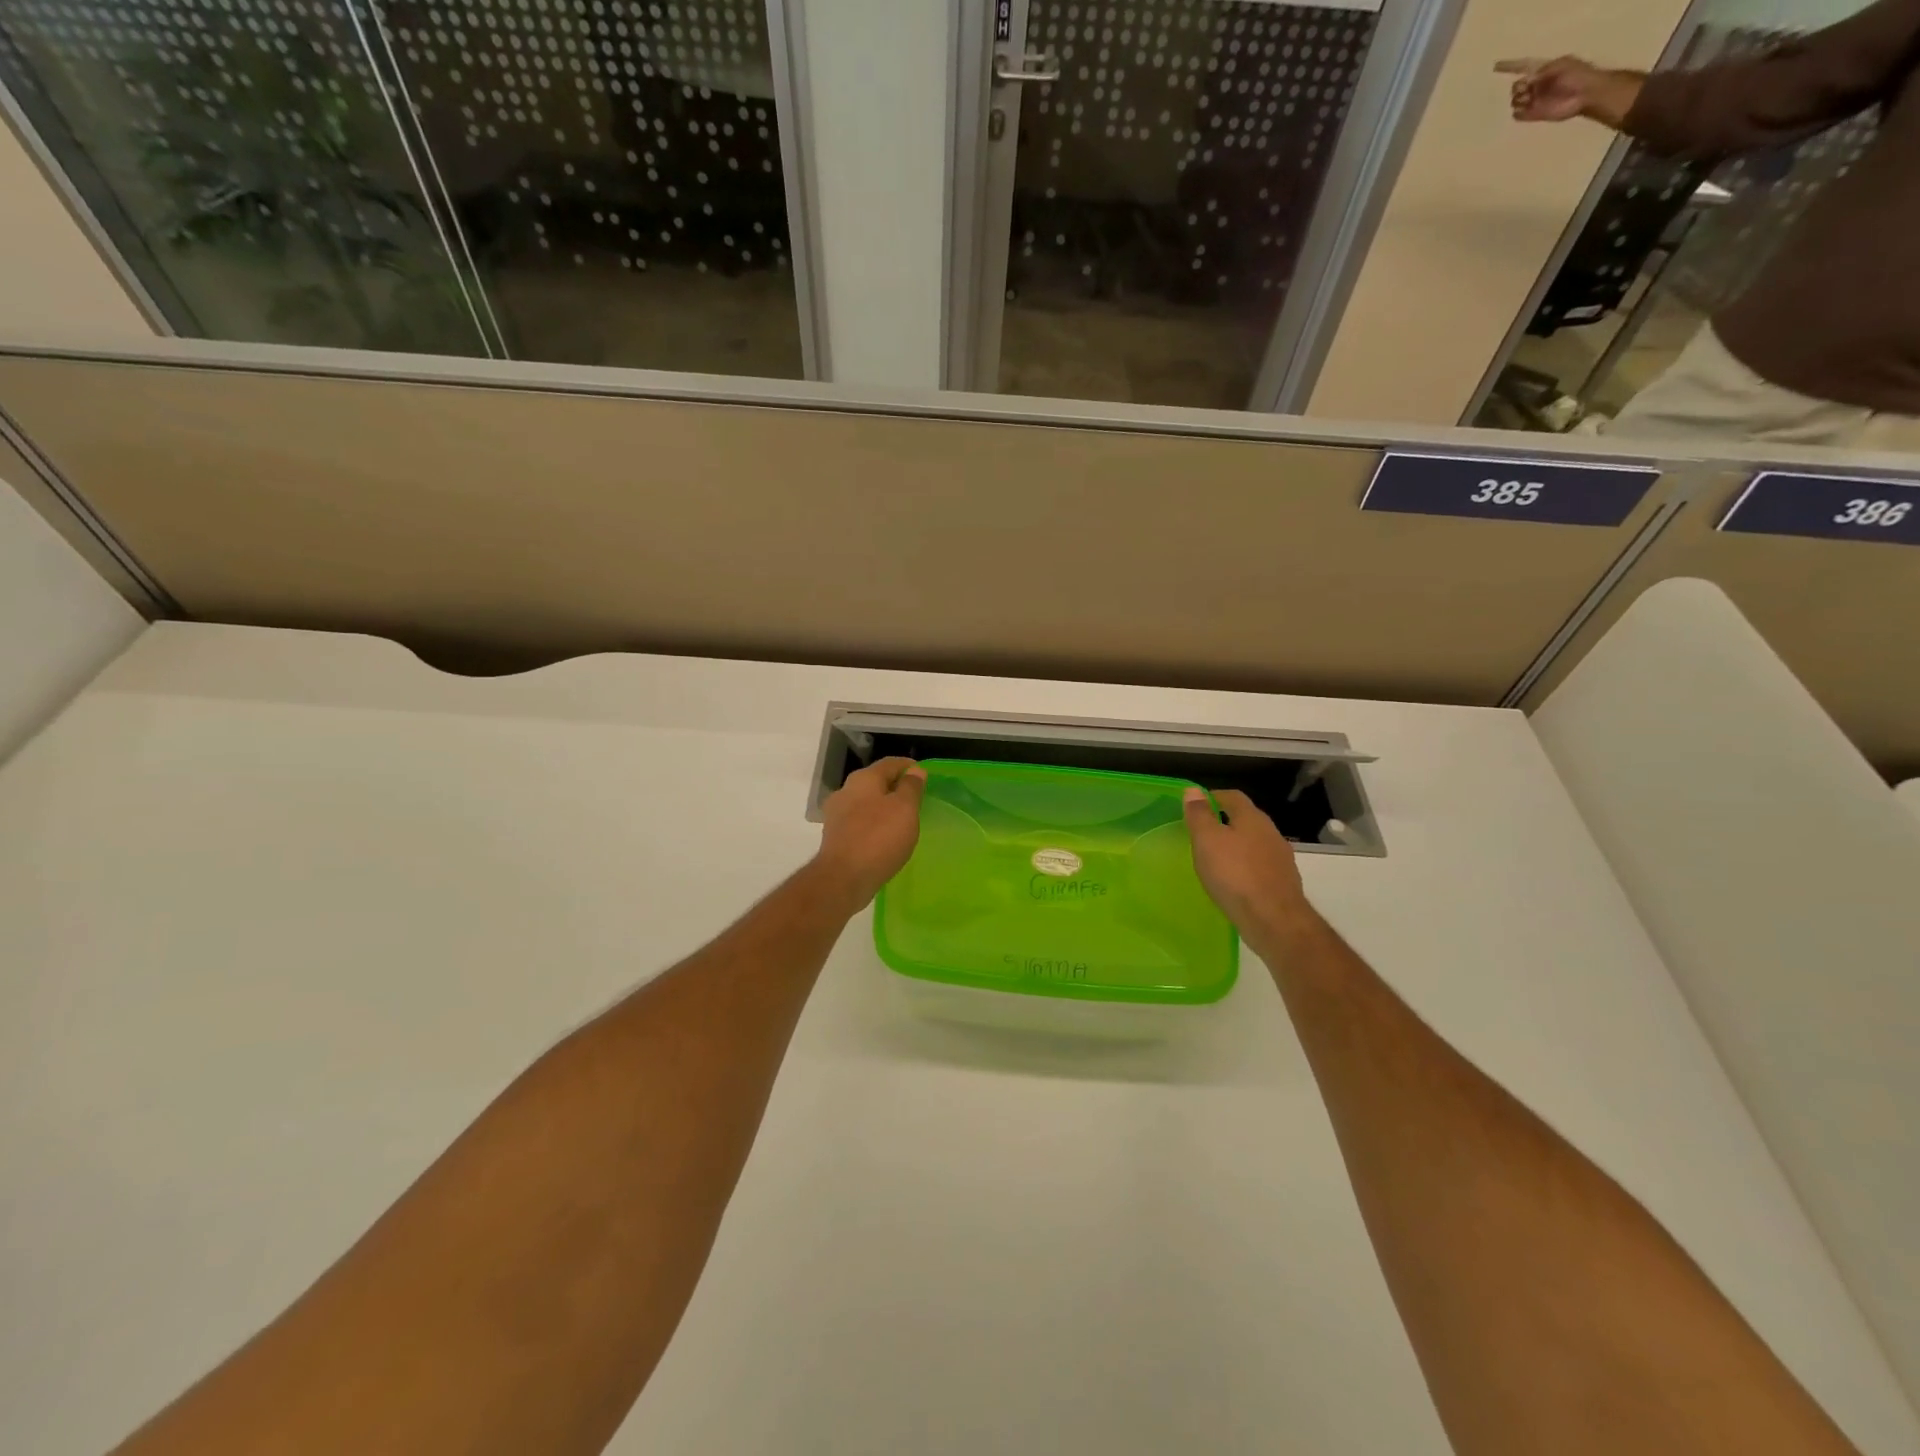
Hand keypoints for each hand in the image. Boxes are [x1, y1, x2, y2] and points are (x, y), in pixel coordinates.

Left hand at [813, 757, 927, 911]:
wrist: (843, 878)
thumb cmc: (879, 838)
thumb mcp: (905, 809)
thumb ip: (911, 787)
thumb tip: (915, 770)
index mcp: (863, 779)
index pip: (890, 763)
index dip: (908, 766)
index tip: (923, 774)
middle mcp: (845, 791)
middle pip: (875, 782)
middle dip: (894, 787)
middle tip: (915, 798)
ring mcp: (836, 815)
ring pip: (865, 803)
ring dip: (883, 807)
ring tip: (902, 819)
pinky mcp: (835, 837)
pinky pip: (859, 823)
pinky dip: (873, 824)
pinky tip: (884, 837)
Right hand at [1181, 788, 1315, 949]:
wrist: (1274, 920)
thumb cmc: (1234, 875)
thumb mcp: (1207, 841)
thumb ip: (1199, 815)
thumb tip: (1193, 790)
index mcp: (1252, 818)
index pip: (1232, 796)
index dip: (1213, 797)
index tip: (1195, 806)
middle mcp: (1271, 833)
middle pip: (1246, 819)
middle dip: (1225, 822)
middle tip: (1202, 833)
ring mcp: (1281, 858)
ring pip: (1255, 843)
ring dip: (1237, 846)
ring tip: (1216, 858)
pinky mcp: (1284, 882)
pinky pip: (1260, 866)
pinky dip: (1246, 867)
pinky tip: (1234, 881)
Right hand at [1496, 56, 1606, 122]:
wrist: (1585, 93)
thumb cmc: (1577, 74)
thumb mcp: (1563, 64)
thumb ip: (1544, 71)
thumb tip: (1526, 81)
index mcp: (1542, 70)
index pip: (1522, 67)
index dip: (1509, 67)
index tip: (1495, 67)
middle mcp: (1535, 85)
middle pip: (1515, 87)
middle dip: (1518, 87)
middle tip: (1527, 88)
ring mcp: (1534, 100)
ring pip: (1514, 101)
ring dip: (1519, 99)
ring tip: (1530, 98)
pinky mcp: (1533, 114)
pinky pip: (1517, 115)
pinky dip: (1518, 113)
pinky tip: (1527, 109)